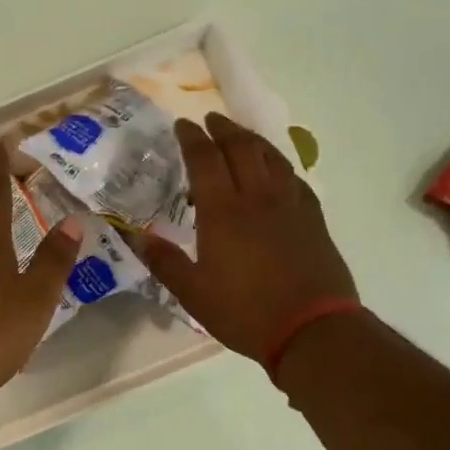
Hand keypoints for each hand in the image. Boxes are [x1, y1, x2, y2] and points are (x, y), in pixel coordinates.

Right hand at [138, 113, 357, 360]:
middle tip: (211, 120)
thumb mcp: (194, 294)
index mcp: (223, 212)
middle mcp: (257, 197)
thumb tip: (136, 238)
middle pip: (241, 148)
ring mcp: (289, 205)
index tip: (182, 124)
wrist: (312, 329)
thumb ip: (165, 262)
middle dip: (223, 129)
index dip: (191, 138)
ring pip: (271, 157)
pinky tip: (276, 171)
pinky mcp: (313, 218)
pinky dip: (280, 164)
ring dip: (252, 140)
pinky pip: (294, 178)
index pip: (205, 160)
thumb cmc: (245, 312)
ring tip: (240, 135)